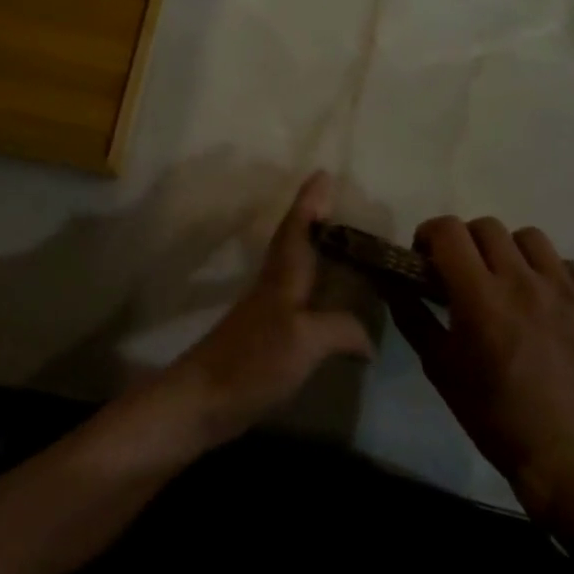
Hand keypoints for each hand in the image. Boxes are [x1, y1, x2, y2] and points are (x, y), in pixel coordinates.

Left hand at [158, 171, 374, 448]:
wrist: (203, 400)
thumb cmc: (252, 360)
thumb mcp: (304, 340)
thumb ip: (340, 329)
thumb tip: (370, 339)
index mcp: (283, 275)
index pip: (298, 227)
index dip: (310, 201)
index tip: (323, 173)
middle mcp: (276, 285)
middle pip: (296, 242)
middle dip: (316, 220)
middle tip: (343, 205)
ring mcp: (269, 311)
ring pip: (297, 268)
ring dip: (317, 252)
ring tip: (347, 249)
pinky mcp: (269, 337)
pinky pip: (300, 300)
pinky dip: (318, 292)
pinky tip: (333, 307)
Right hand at [388, 216, 573, 515]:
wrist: (567, 456)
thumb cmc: (492, 413)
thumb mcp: (438, 365)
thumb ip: (411, 313)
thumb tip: (391, 279)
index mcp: (482, 297)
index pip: (448, 230)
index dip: (430, 235)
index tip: (427, 258)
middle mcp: (525, 283)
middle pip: (487, 227)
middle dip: (467, 243)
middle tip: (465, 273)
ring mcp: (569, 292)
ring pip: (530, 239)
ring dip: (510, 253)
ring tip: (510, 283)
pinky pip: (569, 267)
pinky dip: (550, 277)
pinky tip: (546, 307)